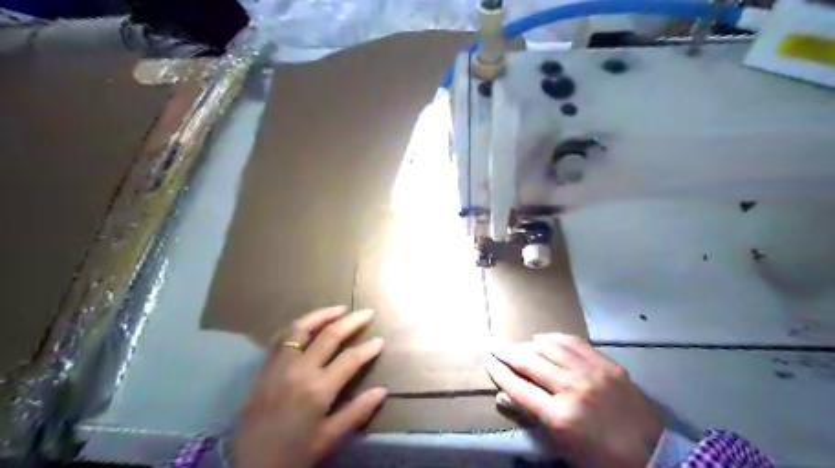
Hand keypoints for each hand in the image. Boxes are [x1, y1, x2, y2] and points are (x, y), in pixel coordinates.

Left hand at [233, 307, 386, 467]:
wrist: (248, 465)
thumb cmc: (294, 453)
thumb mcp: (329, 438)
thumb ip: (357, 412)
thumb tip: (382, 390)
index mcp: (318, 389)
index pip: (350, 359)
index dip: (368, 348)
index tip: (380, 340)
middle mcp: (299, 370)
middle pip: (329, 336)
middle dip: (351, 321)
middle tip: (366, 312)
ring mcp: (279, 366)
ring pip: (300, 329)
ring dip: (321, 315)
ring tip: (338, 309)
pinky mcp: (264, 368)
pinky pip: (280, 338)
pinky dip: (297, 326)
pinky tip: (307, 324)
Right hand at [487, 333, 662, 467]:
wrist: (655, 457)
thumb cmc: (601, 459)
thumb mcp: (562, 448)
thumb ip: (532, 419)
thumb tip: (503, 397)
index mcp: (560, 417)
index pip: (518, 387)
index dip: (499, 373)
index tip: (487, 361)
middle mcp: (572, 388)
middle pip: (529, 362)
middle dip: (506, 352)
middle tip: (493, 344)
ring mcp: (591, 373)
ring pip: (549, 347)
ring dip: (528, 343)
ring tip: (517, 343)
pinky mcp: (607, 365)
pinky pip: (574, 343)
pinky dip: (555, 338)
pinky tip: (544, 338)